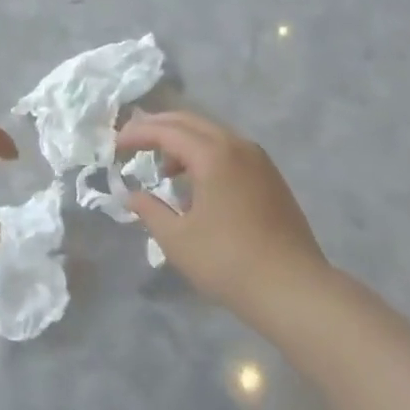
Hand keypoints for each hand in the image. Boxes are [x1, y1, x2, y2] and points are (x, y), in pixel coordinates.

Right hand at [117, 111, 330, 323]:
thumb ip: (149, 210)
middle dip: (159, 126)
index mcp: (213, 154)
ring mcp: (259, 160)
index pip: (167, 130)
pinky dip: (205, 153)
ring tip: (162, 166)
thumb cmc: (228, 262)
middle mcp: (238, 146)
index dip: (137, 134)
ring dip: (183, 140)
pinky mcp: (270, 177)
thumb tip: (131, 195)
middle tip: (133, 139)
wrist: (293, 288)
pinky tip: (196, 181)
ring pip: (212, 133)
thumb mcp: (177, 239)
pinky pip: (230, 149)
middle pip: (191, 121)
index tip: (115, 145)